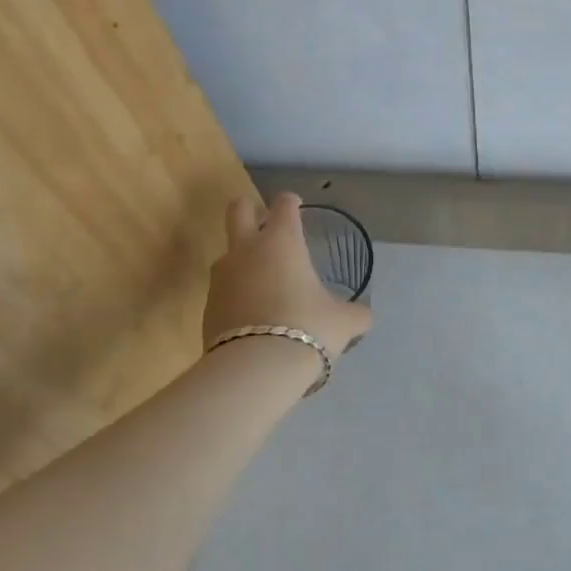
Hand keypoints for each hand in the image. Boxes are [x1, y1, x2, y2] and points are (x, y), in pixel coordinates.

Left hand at [202, 192, 372, 359]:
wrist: (256, 369)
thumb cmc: (308, 328)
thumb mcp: (344, 322)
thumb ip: (355, 313)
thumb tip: (363, 316)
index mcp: (282, 242)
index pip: (283, 205)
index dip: (291, 202)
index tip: (296, 206)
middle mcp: (247, 250)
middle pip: (238, 210)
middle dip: (251, 210)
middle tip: (267, 225)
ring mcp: (222, 278)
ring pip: (227, 253)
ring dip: (242, 258)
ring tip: (264, 281)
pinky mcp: (207, 306)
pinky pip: (223, 289)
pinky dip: (236, 294)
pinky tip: (253, 314)